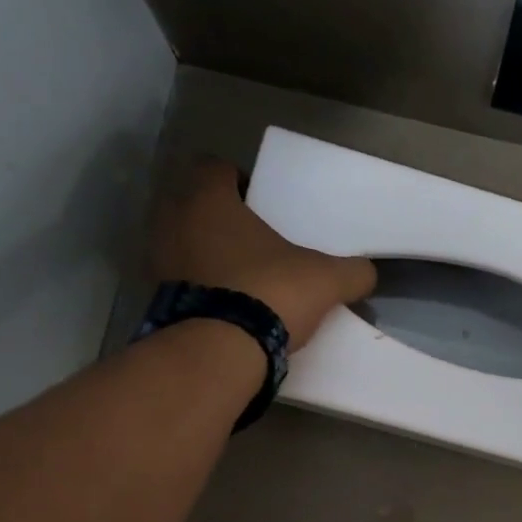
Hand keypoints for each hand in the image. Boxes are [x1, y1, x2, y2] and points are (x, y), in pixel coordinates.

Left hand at [150, 160, 376, 347]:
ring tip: (239, 273)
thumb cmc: (269, 293)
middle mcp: (172, 222)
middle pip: (191, 204)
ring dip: (204, 252)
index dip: (238, 179)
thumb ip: (351, 272)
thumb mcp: (325, 280)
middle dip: (218, 216)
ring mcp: (158, 262)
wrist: (220, 352)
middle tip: (252, 237)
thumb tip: (366, 273)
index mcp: (208, 200)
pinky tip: (225, 304)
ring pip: (181, 242)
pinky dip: (196, 285)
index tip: (261, 202)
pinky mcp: (155, 299)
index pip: (214, 168)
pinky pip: (178, 280)